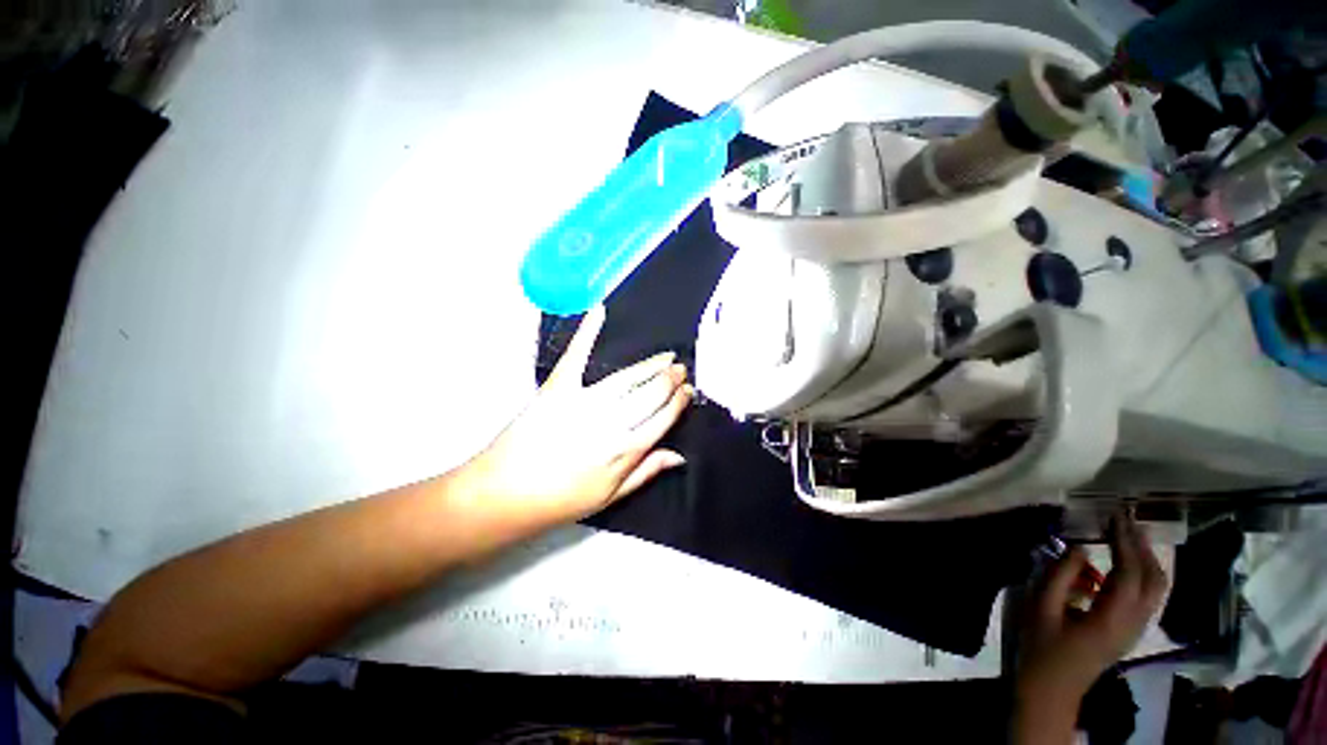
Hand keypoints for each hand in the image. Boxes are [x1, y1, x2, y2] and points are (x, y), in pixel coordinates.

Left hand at [459, 306, 691, 528]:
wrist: (506, 494)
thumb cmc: (562, 500)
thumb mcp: (611, 496)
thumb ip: (647, 471)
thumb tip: (679, 455)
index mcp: (627, 450)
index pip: (665, 418)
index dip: (679, 402)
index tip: (688, 390)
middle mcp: (613, 422)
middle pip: (652, 394)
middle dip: (671, 380)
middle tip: (681, 370)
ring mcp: (585, 401)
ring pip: (629, 377)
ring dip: (652, 365)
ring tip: (667, 357)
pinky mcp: (558, 387)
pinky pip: (577, 355)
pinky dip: (587, 332)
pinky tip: (600, 311)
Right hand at [1016, 515, 1167, 703]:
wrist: (1051, 689)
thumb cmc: (1041, 647)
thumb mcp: (1041, 609)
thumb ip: (1059, 576)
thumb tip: (1079, 548)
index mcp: (1111, 618)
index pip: (1130, 573)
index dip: (1124, 542)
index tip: (1114, 516)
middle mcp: (1134, 623)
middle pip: (1154, 580)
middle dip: (1143, 547)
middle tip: (1124, 520)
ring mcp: (1135, 629)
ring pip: (1157, 589)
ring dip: (1146, 559)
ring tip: (1126, 535)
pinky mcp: (1130, 631)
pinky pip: (1148, 597)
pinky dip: (1142, 574)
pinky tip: (1123, 563)